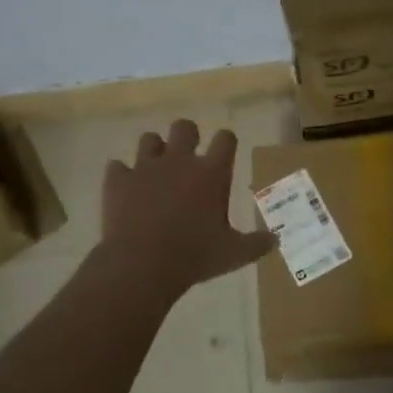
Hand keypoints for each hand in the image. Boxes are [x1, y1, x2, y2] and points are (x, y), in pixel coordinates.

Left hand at [101, 119, 274, 293]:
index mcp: (211, 173)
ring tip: (156, 170)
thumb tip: (275, 241)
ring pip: (149, 138)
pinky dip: (122, 175)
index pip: (225, 138)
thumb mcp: (233, 254)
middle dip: (187, 136)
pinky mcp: (118, 181)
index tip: (225, 152)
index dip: (226, 142)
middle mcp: (179, 161)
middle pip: (184, 127)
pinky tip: (125, 189)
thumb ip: (256, 244)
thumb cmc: (194, 256)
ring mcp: (145, 167)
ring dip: (153, 151)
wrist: (141, 265)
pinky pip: (117, 167)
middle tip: (187, 157)